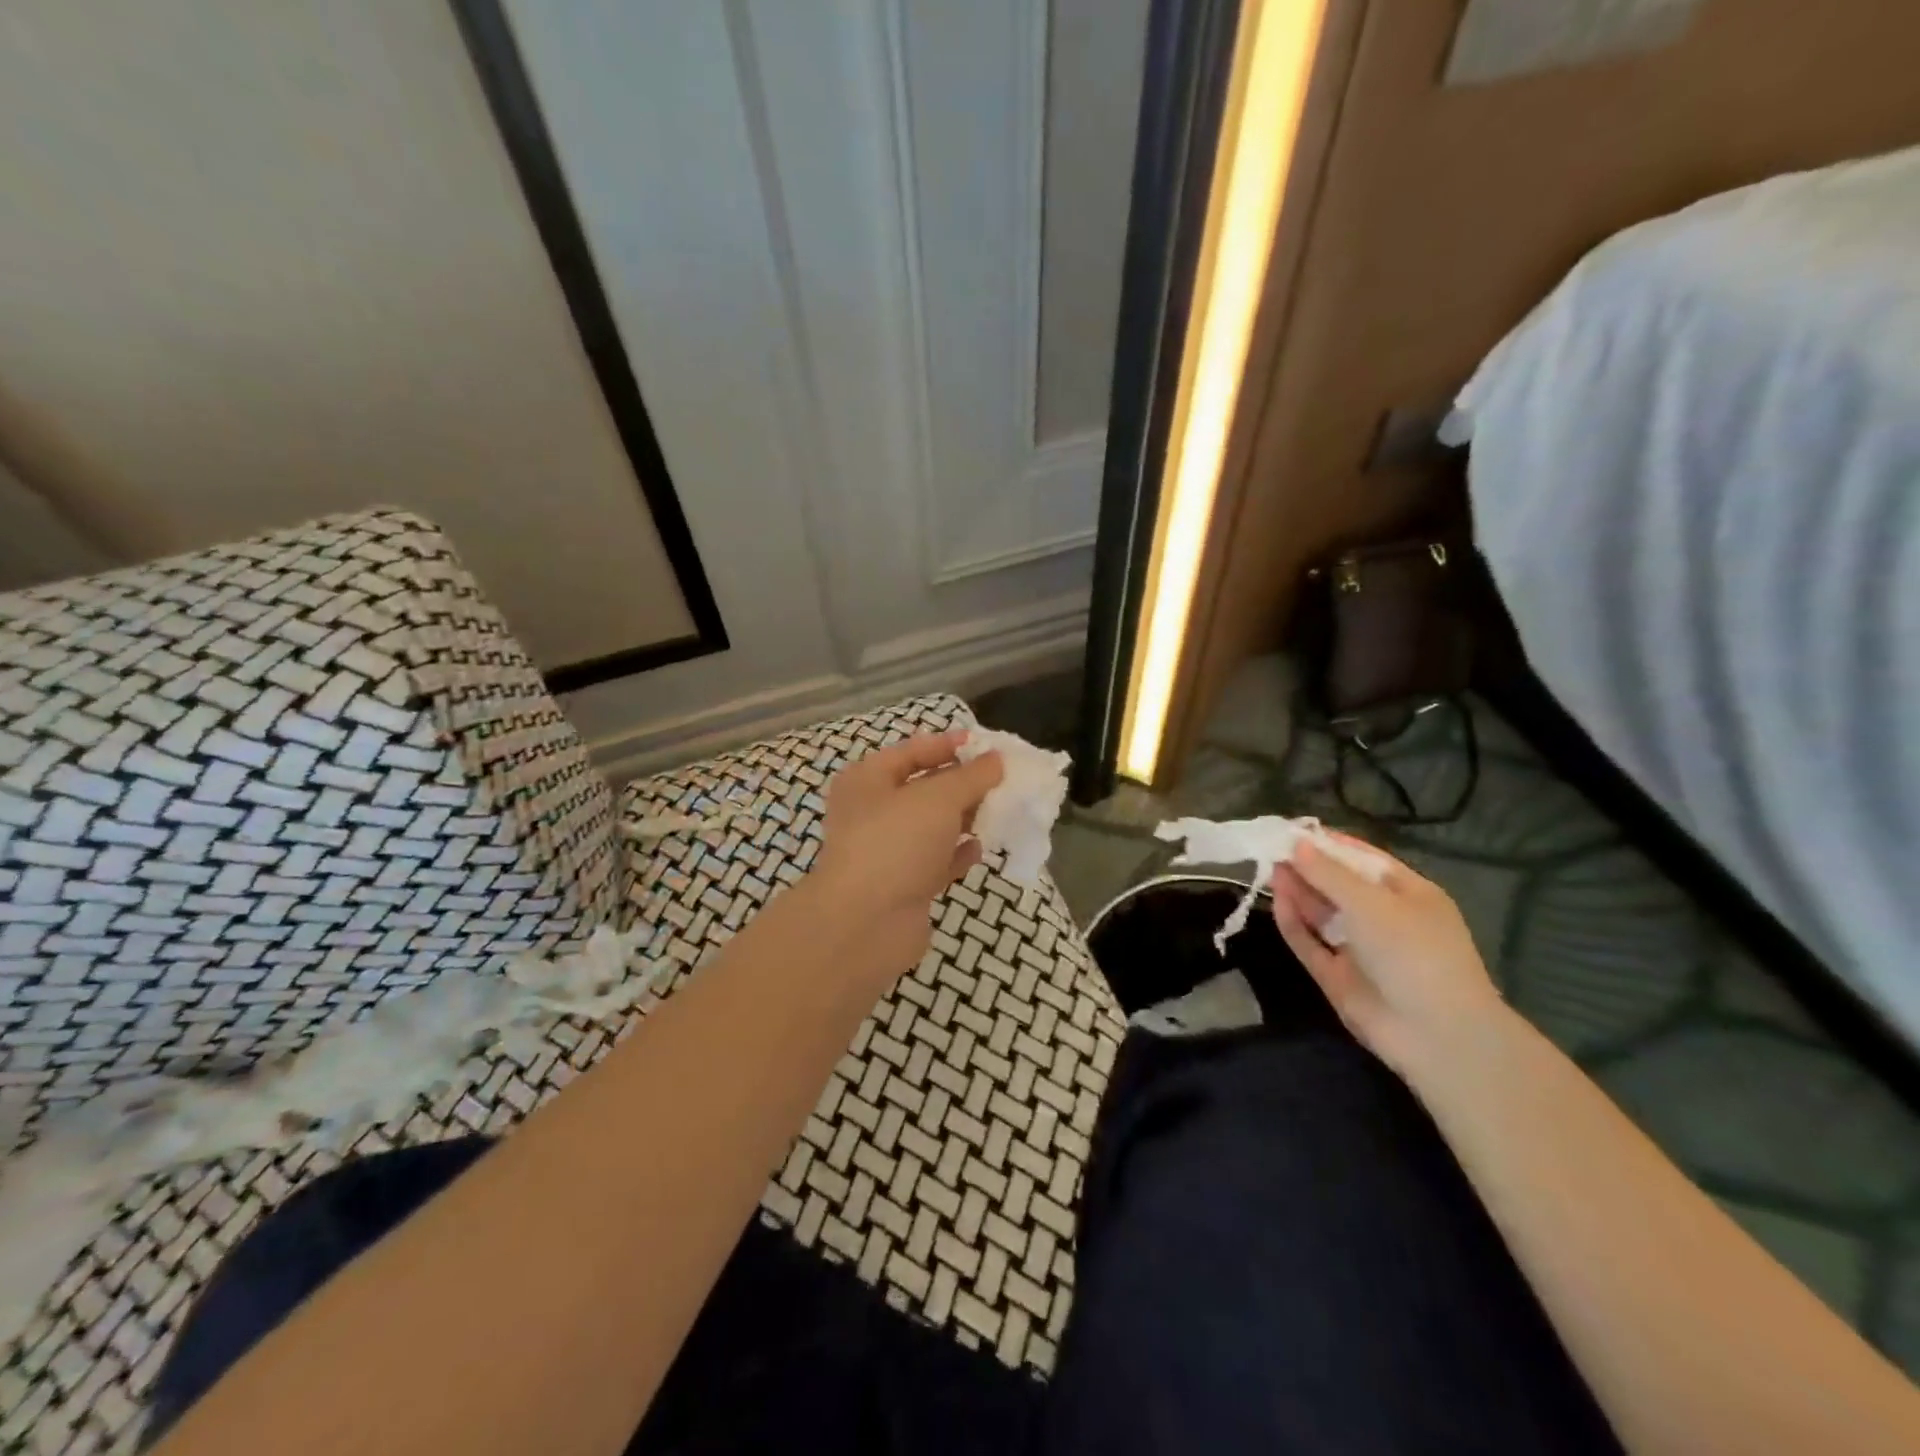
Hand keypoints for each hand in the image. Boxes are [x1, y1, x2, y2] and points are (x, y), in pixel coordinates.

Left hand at [812, 731, 1003, 984]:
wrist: (865, 923)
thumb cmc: (896, 842)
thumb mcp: (938, 798)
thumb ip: (971, 776)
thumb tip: (996, 760)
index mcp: (867, 780)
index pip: (911, 751)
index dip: (948, 745)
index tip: (986, 745)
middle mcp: (873, 812)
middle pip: (924, 789)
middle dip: (962, 784)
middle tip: (1002, 780)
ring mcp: (887, 852)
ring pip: (932, 827)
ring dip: (964, 819)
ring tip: (999, 811)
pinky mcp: (904, 886)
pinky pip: (936, 862)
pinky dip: (957, 854)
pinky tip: (980, 849)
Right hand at [1270, 836, 1504, 1079]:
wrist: (1436, 1035)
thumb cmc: (1414, 952)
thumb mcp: (1371, 902)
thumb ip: (1328, 873)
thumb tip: (1295, 844)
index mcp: (1408, 895)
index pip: (1363, 860)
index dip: (1328, 844)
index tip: (1292, 830)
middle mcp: (1384, 919)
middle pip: (1339, 886)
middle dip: (1308, 867)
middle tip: (1271, 849)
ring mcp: (1360, 950)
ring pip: (1322, 914)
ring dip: (1298, 892)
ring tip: (1269, 870)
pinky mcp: (1338, 977)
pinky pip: (1311, 944)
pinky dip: (1294, 924)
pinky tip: (1277, 902)